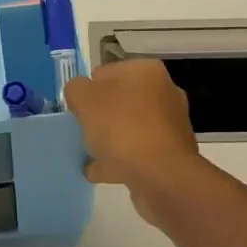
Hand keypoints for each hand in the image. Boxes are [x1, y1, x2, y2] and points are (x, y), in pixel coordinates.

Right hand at [64, 60, 203, 224]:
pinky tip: (98, 172)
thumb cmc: (122, 128)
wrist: (161, 175)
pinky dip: (118, 160)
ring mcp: (169, 125)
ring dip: (108, 140)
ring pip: (128, 128)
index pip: (105, 72)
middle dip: (99, 116)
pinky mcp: (170, 154)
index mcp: (146, 71)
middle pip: (119, 101)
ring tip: (86, 155)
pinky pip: (136, 152)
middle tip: (81, 131)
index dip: (86, 90)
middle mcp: (163, 92)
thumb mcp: (85, 99)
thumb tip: (80, 93)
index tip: (76, 110)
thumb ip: (76, 89)